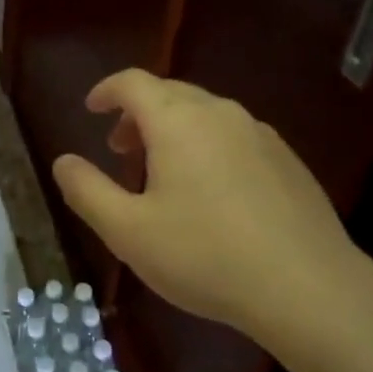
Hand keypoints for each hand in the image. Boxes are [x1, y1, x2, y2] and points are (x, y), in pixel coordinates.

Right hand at [50, 69, 372, 369]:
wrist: (309, 288)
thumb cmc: (205, 255)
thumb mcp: (127, 231)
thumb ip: (86, 190)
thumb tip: (63, 162)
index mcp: (177, 120)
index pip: (133, 83)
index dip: (106, 90)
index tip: (91, 109)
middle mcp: (220, 113)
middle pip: (169, 94)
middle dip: (137, 115)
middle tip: (120, 149)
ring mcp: (260, 134)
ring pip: (204, 115)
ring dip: (173, 131)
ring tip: (162, 174)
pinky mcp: (287, 160)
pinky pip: (234, 136)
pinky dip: (207, 146)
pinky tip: (211, 194)